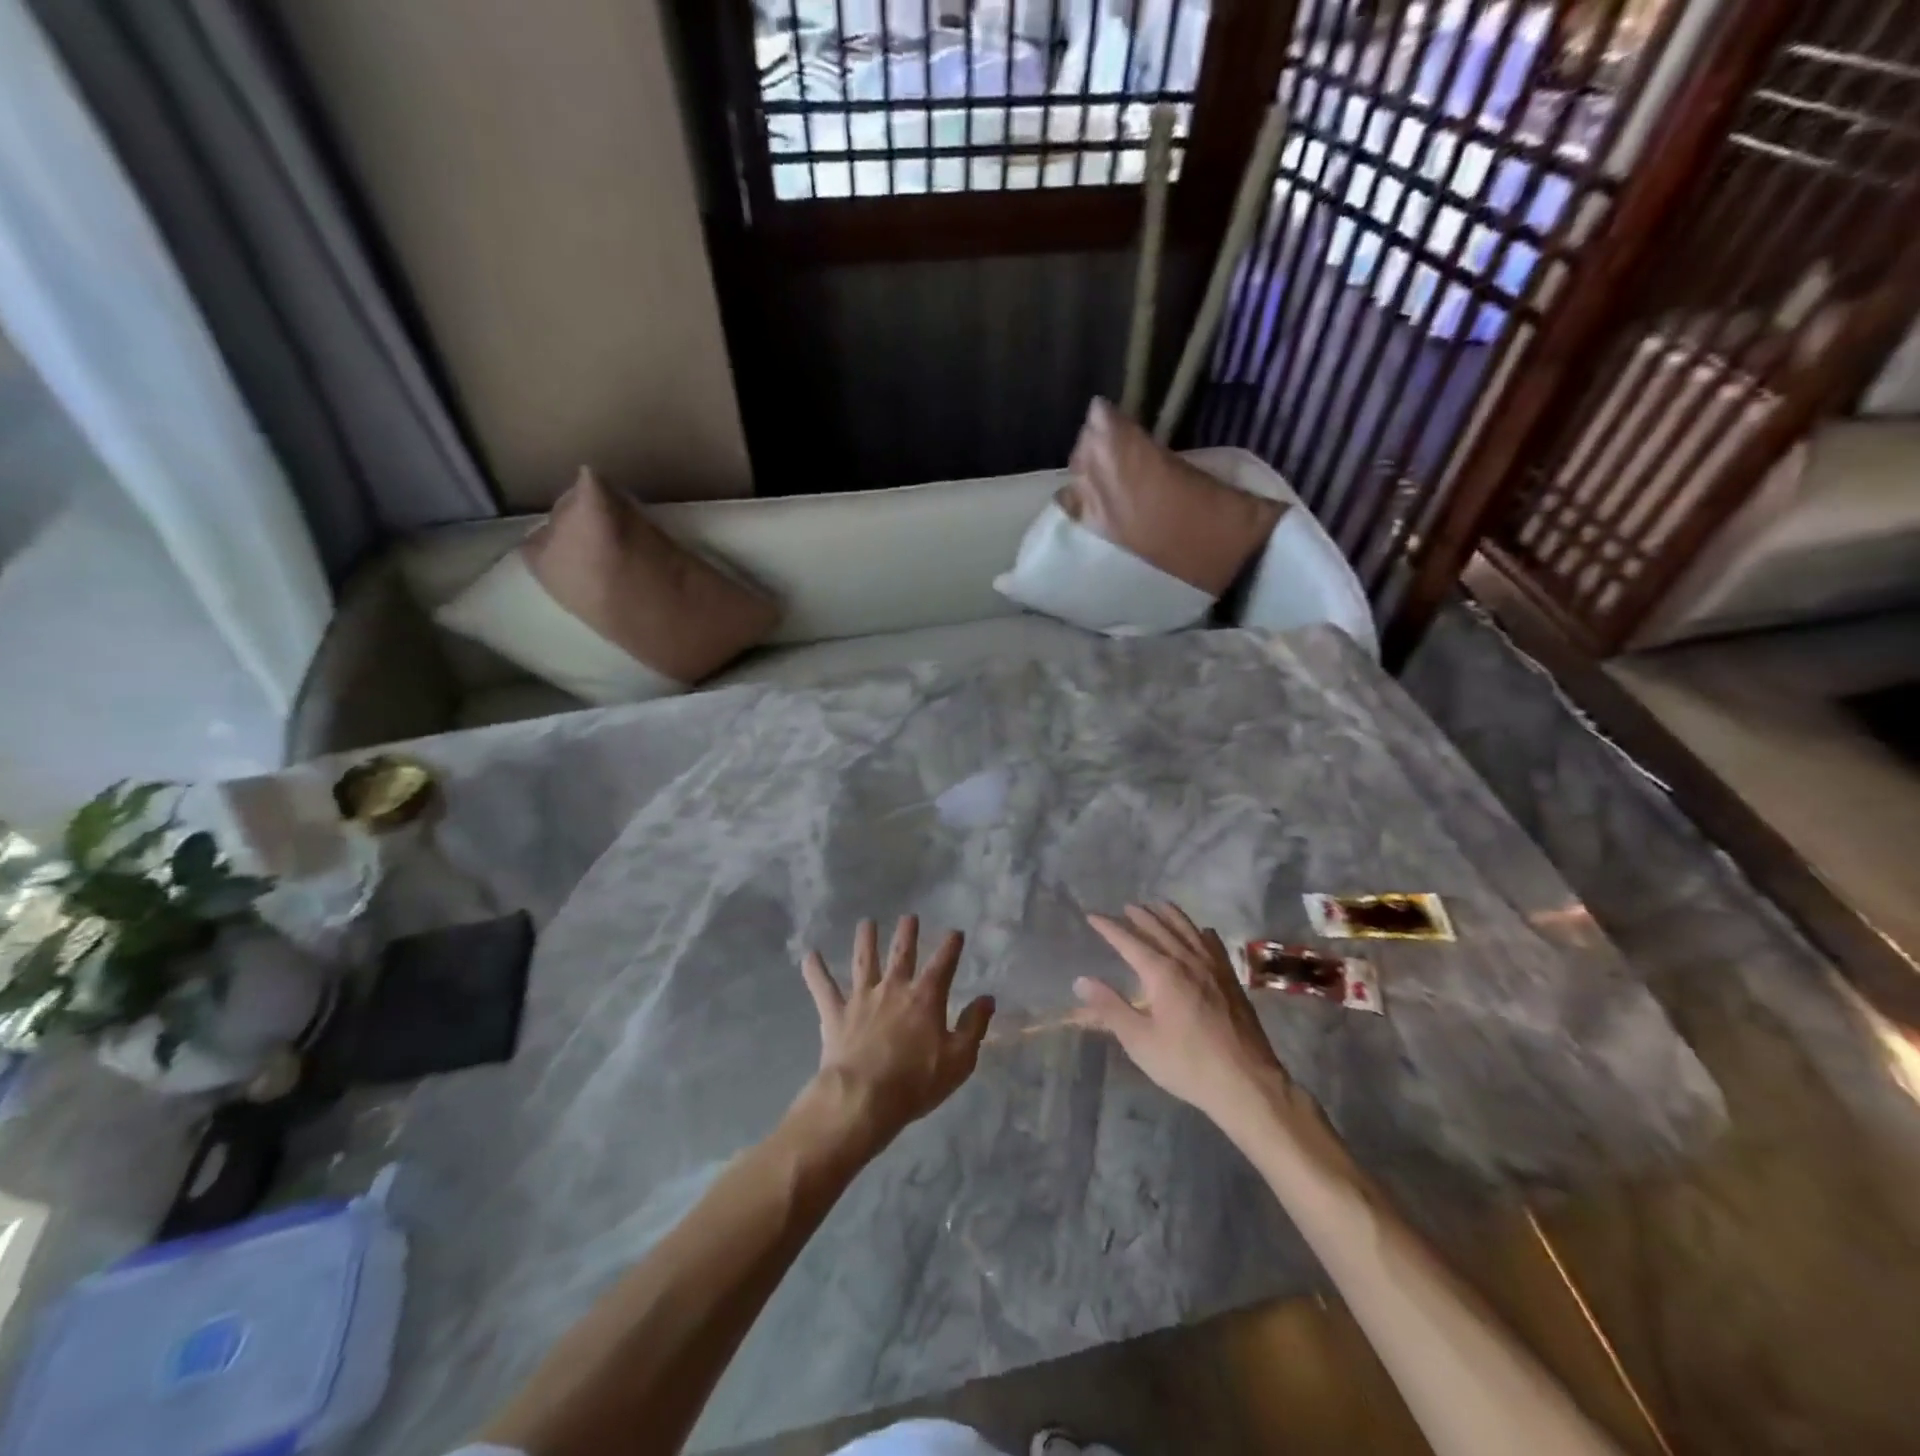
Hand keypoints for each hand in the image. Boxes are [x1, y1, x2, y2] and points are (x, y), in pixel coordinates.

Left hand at [797, 917, 994, 1152]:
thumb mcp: (959, 1059)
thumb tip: (987, 999)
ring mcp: (862, 998)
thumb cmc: (916, 1082)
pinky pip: (823, 987)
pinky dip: (815, 970)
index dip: (951, 946)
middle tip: (909, 916)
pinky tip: (809, 954)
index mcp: (925, 998)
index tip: (955, 932)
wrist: (864, 1098)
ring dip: (865, 940)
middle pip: (901, 953)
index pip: (943, 964)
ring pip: (864, 961)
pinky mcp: (836, 1014)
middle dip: (907, 933)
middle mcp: (893, 988)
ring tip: (866, 923)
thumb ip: (974, 1026)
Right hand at [1074, 903, 1302, 1130]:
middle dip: (1139, 915)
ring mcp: (1213, 966)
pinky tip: (1200, 932)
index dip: (1108, 927)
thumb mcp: (1139, 1041)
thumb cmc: (1187, 1063)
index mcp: (1162, 972)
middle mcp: (1187, 959)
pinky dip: (1199, 931)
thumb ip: (1109, 1008)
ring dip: (1168, 915)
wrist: (1246, 1082)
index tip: (1092, 916)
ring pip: (1187, 929)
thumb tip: (1081, 980)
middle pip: (1159, 927)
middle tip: (1124, 907)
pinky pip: (1212, 943)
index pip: (1128, 940)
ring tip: (1156, 905)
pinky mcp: (1231, 979)